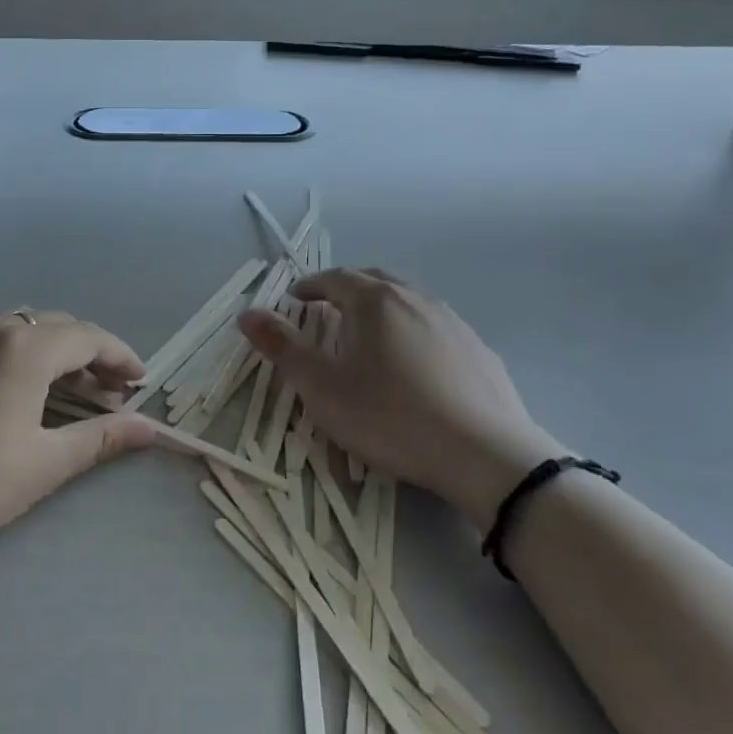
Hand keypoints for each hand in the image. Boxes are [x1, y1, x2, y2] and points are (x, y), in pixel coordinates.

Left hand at [0, 313, 156, 560]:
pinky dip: (22, 356)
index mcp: (24, 347)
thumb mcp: (43, 464)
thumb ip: (101, 438)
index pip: (88, 337)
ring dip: (56, 354)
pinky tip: (22, 393)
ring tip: (71, 393)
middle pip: (57, 327)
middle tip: (111, 393)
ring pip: (24, 329)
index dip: (121, 357)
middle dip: (91, 354)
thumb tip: (150, 428)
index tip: (141, 382)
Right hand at [239, 269, 569, 526]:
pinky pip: (436, 328)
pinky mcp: (479, 351)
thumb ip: (283, 348)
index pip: (335, 279)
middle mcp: (416, 300)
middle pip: (374, 281)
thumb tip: (247, 314)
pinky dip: (413, 331)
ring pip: (409, 302)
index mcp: (375, 302)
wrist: (485, 454)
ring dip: (382, 308)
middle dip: (346, 289)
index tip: (295, 298)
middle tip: (327, 307)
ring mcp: (453, 323)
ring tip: (369, 335)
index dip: (310, 286)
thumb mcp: (323, 388)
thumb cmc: (390, 417)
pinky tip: (415, 364)